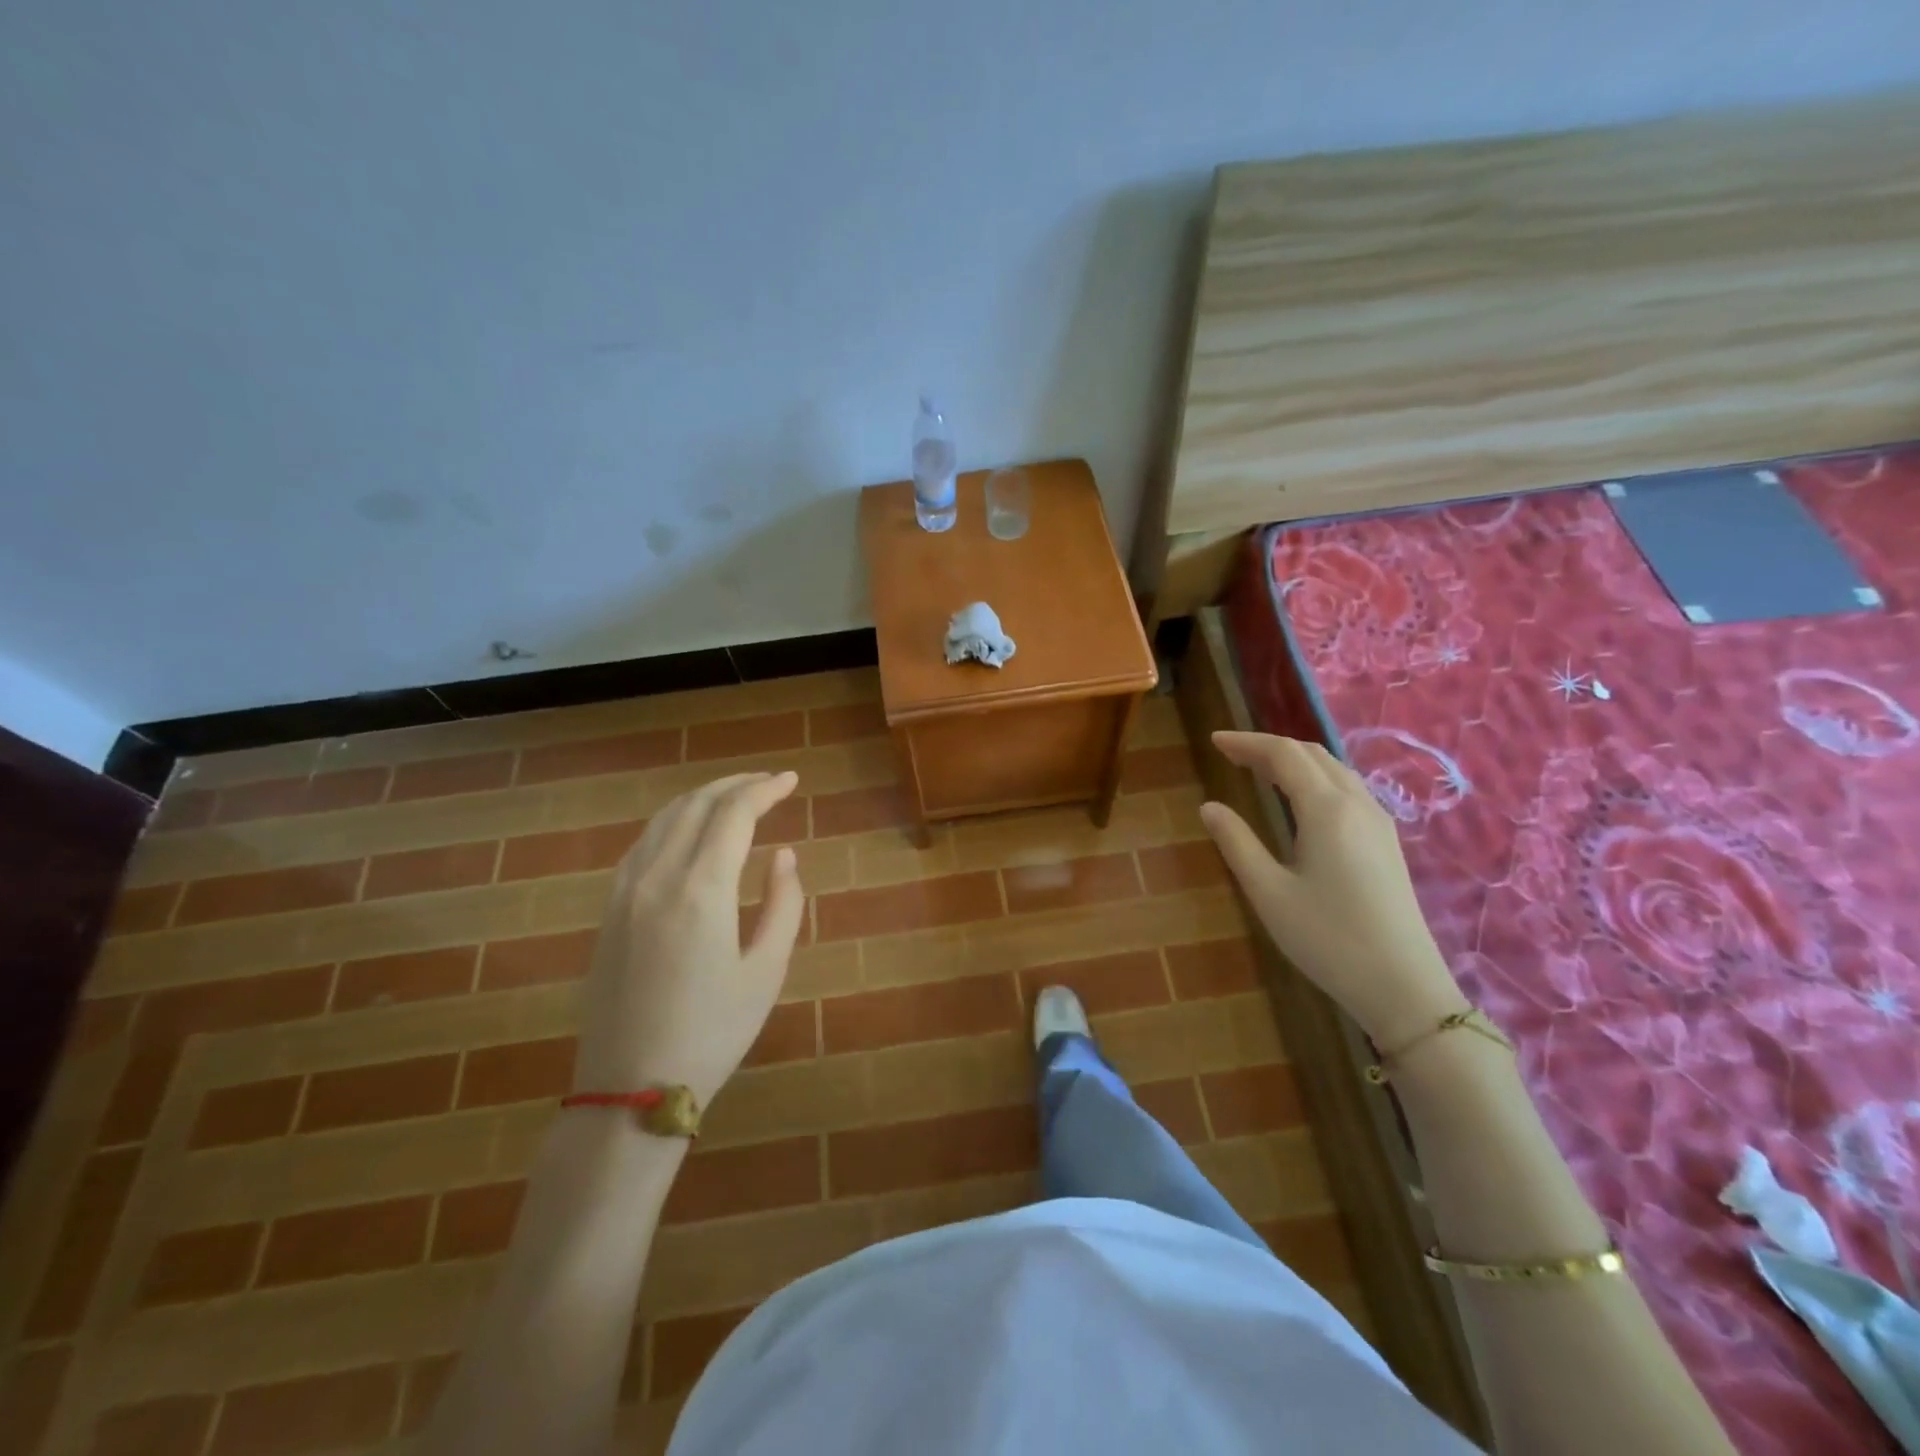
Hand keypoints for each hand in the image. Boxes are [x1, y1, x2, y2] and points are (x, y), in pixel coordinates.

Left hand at [573, 772, 805, 1105]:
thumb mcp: (766, 971)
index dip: (765, 789)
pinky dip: (673, 822)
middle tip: (769, 782)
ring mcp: (625, 891)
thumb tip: (783, 855)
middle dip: (736, 784)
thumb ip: (783, 904)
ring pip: (664, 819)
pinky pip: (642, 844)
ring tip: (735, 797)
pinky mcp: (609, 910)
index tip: (791, 781)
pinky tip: (690, 831)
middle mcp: (658, 877)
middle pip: (697, 805)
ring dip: (703, 797)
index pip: (734, 813)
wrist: (631, 1088)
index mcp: (702, 890)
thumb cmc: (713, 1032)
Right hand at [1199, 732, 1467, 1050]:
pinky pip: (1347, 788)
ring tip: (1259, 770)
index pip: (1283, 754)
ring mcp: (1378, 821)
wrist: (1403, 985)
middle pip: (1311, 754)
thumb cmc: (1327, 938)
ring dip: (1294, 760)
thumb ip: (1237, 842)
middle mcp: (1357, 803)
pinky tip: (1300, 800)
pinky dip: (1315, 777)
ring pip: (1333, 769)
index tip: (1214, 741)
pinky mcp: (1386, 840)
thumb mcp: (1268, 892)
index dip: (1246, 742)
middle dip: (1268, 747)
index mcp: (1326, 809)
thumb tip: (1209, 806)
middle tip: (1231, 755)